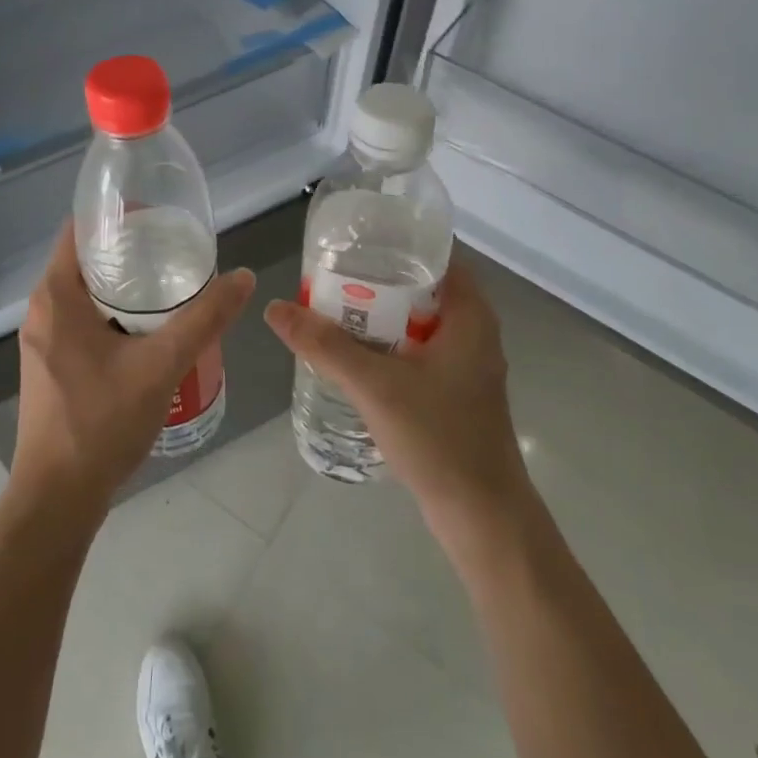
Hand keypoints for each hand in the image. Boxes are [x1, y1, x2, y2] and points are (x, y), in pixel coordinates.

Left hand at [13, 222, 255, 522]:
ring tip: (173, 285)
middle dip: (131, 253)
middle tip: (178, 252)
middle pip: (87, 261)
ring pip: (87, 294)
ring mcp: (44, 340)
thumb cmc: (101, 422)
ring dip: (126, 286)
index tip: (161, 218)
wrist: (57, 498)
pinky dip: (115, 314)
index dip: (119, 217)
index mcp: (56, 295)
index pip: (81, 230)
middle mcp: (42, 310)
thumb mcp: (161, 365)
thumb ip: (204, 318)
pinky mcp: (52, 365)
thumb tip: (243, 276)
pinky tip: (152, 329)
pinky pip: (84, 321)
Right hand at [265, 261, 524, 531]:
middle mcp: (473, 332)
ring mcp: (465, 364)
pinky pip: (417, 350)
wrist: (482, 517)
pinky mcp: (454, 391)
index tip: (352, 240)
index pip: (434, 255)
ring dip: (379, 314)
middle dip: (376, 279)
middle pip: (421, 287)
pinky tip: (353, 353)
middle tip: (329, 274)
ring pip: (417, 321)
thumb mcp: (375, 385)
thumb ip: (325, 345)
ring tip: (331, 306)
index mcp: (470, 315)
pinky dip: (387, 343)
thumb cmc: (439, 438)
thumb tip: (275, 308)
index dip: (394, 242)